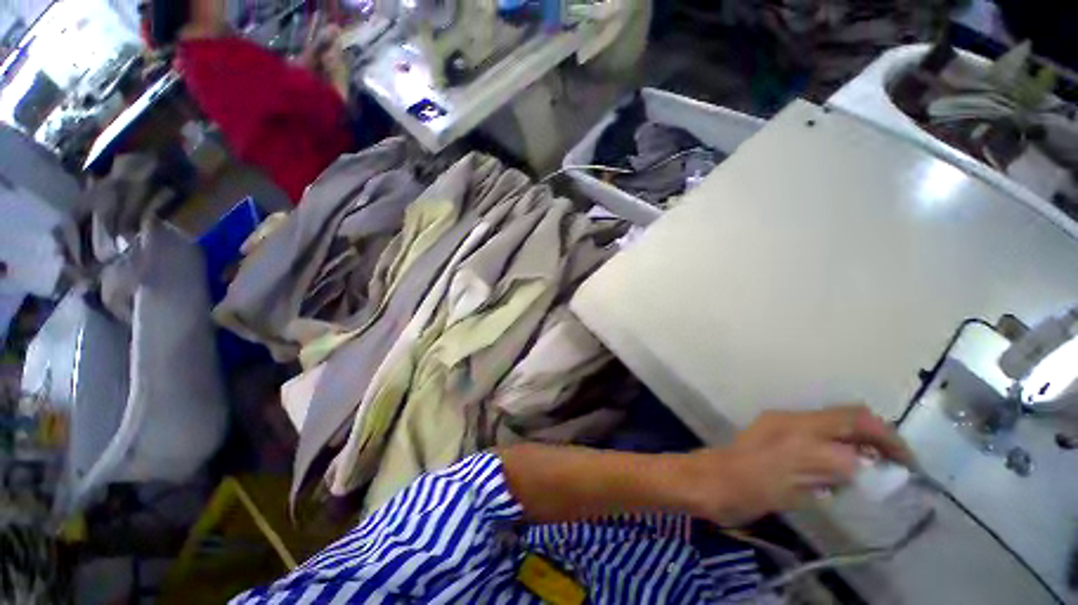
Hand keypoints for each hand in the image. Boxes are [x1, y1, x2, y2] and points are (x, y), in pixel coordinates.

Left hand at [680, 405, 912, 525]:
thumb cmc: (749, 492)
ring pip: (834, 419)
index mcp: (800, 435)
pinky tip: (843, 461)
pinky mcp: (772, 424)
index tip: (908, 464)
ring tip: (877, 463)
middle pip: (849, 415)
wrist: (710, 480)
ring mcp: (781, 420)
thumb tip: (865, 464)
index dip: (889, 442)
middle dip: (879, 433)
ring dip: (860, 435)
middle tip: (897, 460)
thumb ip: (831, 474)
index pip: (856, 426)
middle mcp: (792, 420)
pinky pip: (816, 425)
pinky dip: (838, 438)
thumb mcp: (796, 492)